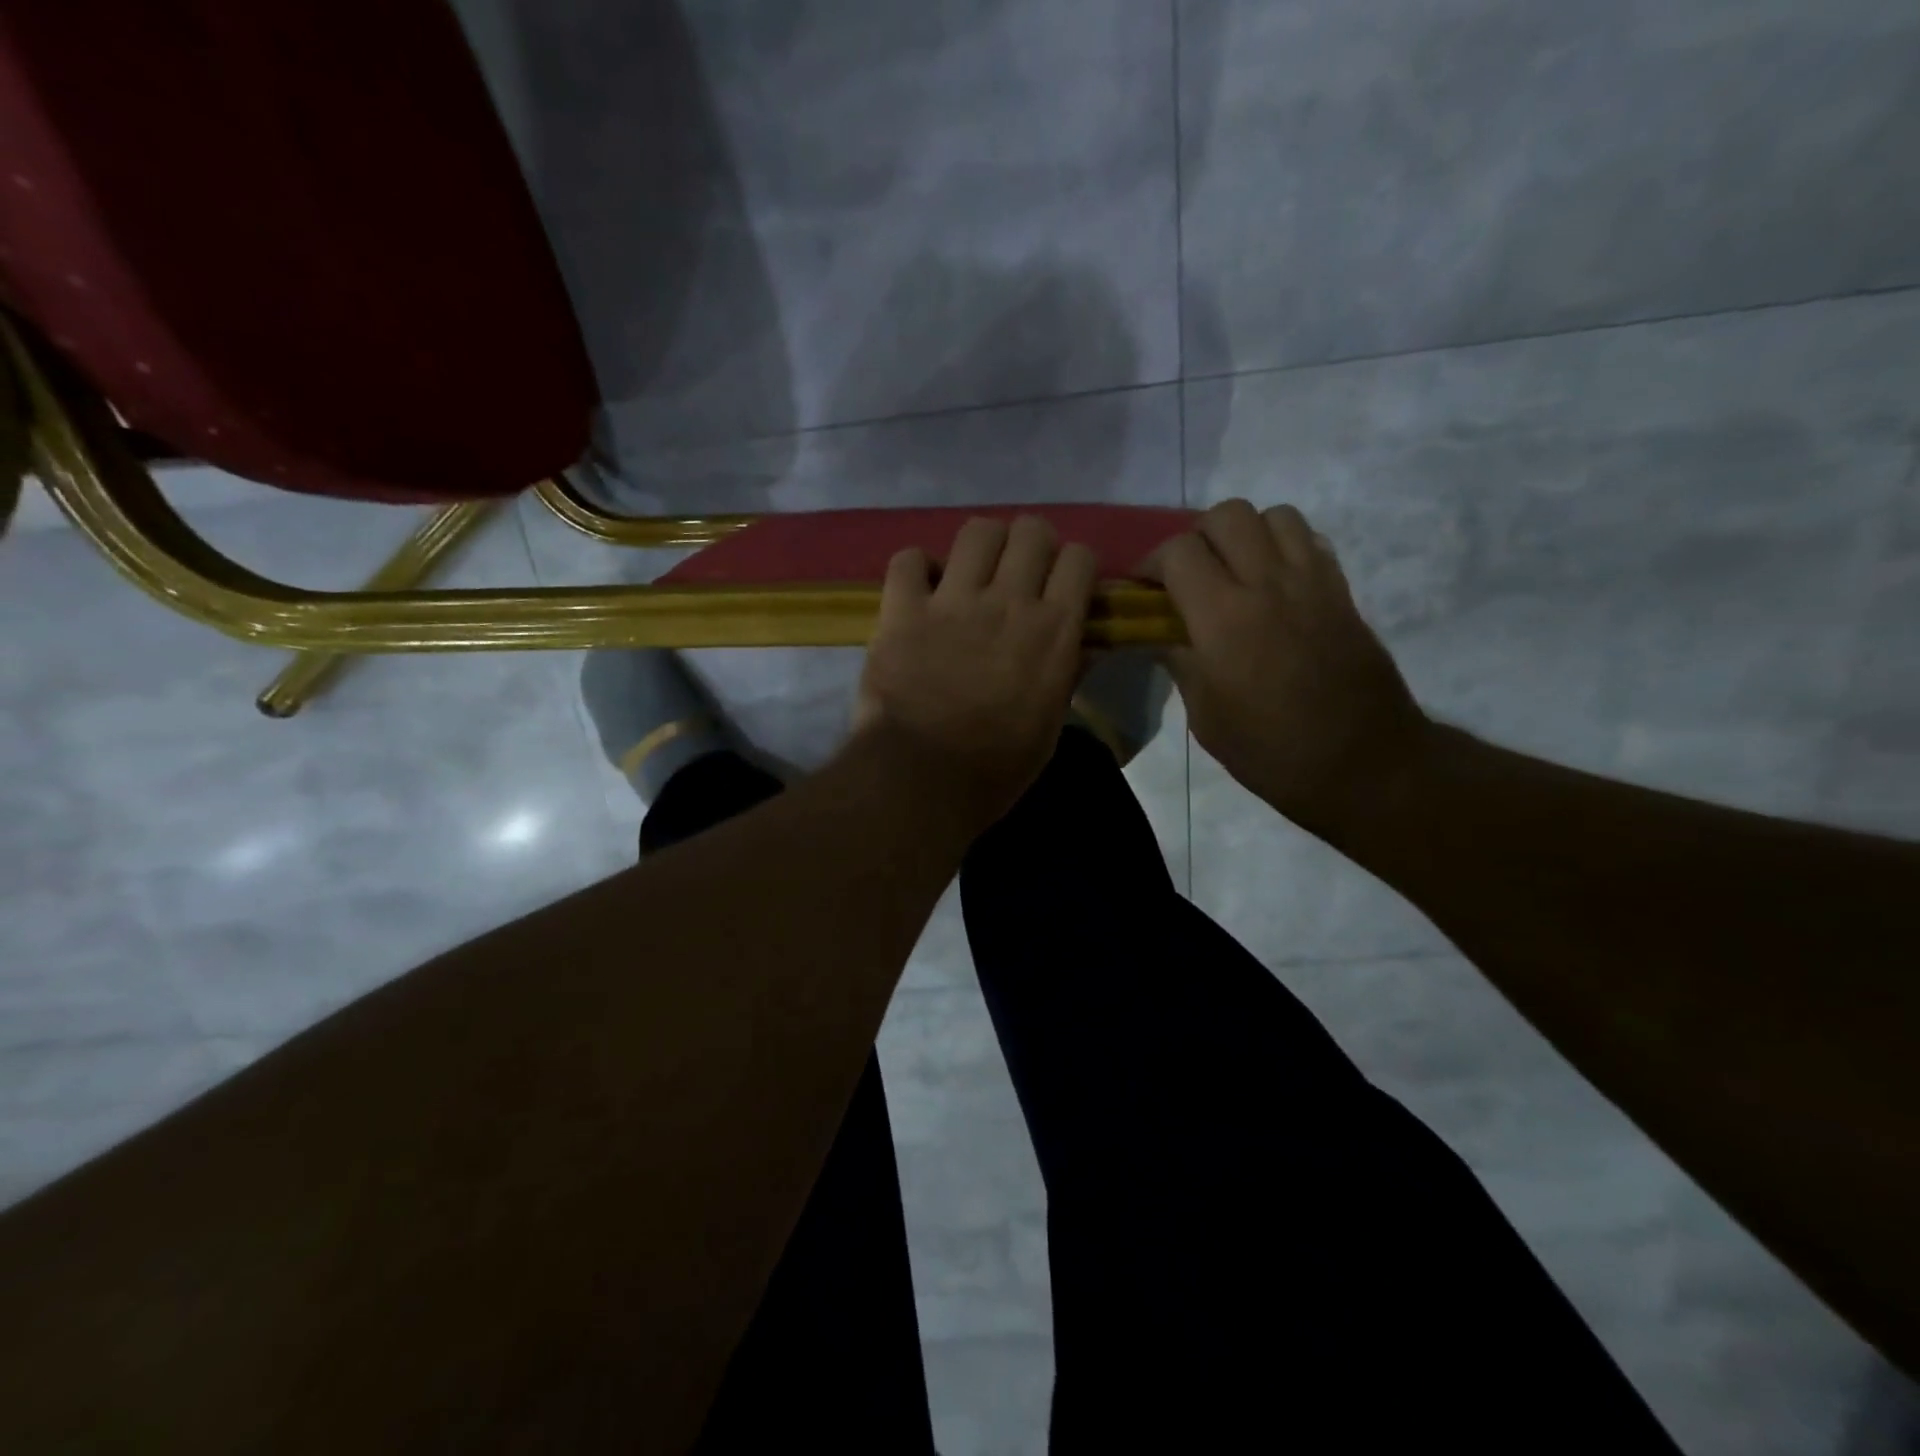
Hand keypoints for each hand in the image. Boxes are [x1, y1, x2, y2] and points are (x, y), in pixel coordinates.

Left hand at [854, 516, 1096, 832]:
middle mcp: (1008, 601)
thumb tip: (1080, 645)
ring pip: (977, 531)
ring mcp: (953, 601)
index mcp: (1054, 630)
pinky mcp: (902, 610)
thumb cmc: (996, 767)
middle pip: (1031, 530)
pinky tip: (920, 590)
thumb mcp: (1050, 726)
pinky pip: (908, 559)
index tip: (1062, 587)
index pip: (1079, 558)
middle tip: (1017, 575)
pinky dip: (916, 568)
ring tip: (971, 574)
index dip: (1072, 566)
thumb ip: (1066, 674)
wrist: (923, 780)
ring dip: (980, 547)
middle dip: (1029, 545)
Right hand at [1145, 499, 1429, 835]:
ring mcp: (1312, 582)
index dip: (1151, 563)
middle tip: (1188, 575)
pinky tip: (1272, 583)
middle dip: (1196, 537)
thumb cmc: (1271, 752)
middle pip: (1226, 515)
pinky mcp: (1341, 591)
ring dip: (1244, 534)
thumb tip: (1163, 635)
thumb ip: (1181, 663)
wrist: (1363, 764)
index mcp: (1224, 619)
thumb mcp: (1206, 718)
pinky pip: (1309, 540)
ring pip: (1273, 515)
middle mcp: (1268, 584)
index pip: (1178, 552)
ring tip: (1234, 572)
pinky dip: (1283, 546)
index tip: (1144, 589)